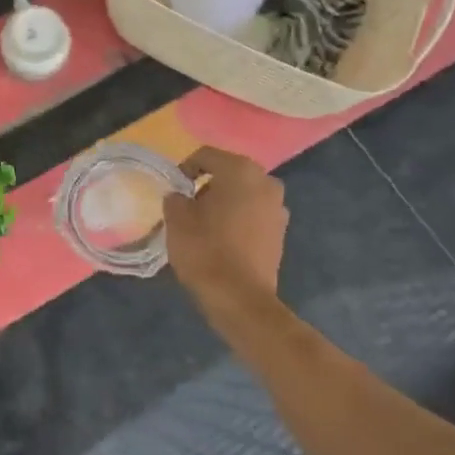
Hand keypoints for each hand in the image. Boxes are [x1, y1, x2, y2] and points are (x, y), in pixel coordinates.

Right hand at [162, 147, 287, 307]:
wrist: (240, 298)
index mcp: (240, 171)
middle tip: (187, 206)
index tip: (173, 190)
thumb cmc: (205, 250)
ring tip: (204, 224)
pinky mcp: (280, 232)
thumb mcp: (176, 219)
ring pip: (243, 194)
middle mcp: (266, 182)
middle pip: (228, 173)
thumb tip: (180, 197)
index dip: (184, 169)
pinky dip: (237, 219)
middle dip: (207, 185)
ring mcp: (278, 208)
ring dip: (224, 202)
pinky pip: (253, 215)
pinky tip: (222, 239)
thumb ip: (175, 198)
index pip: (206, 155)